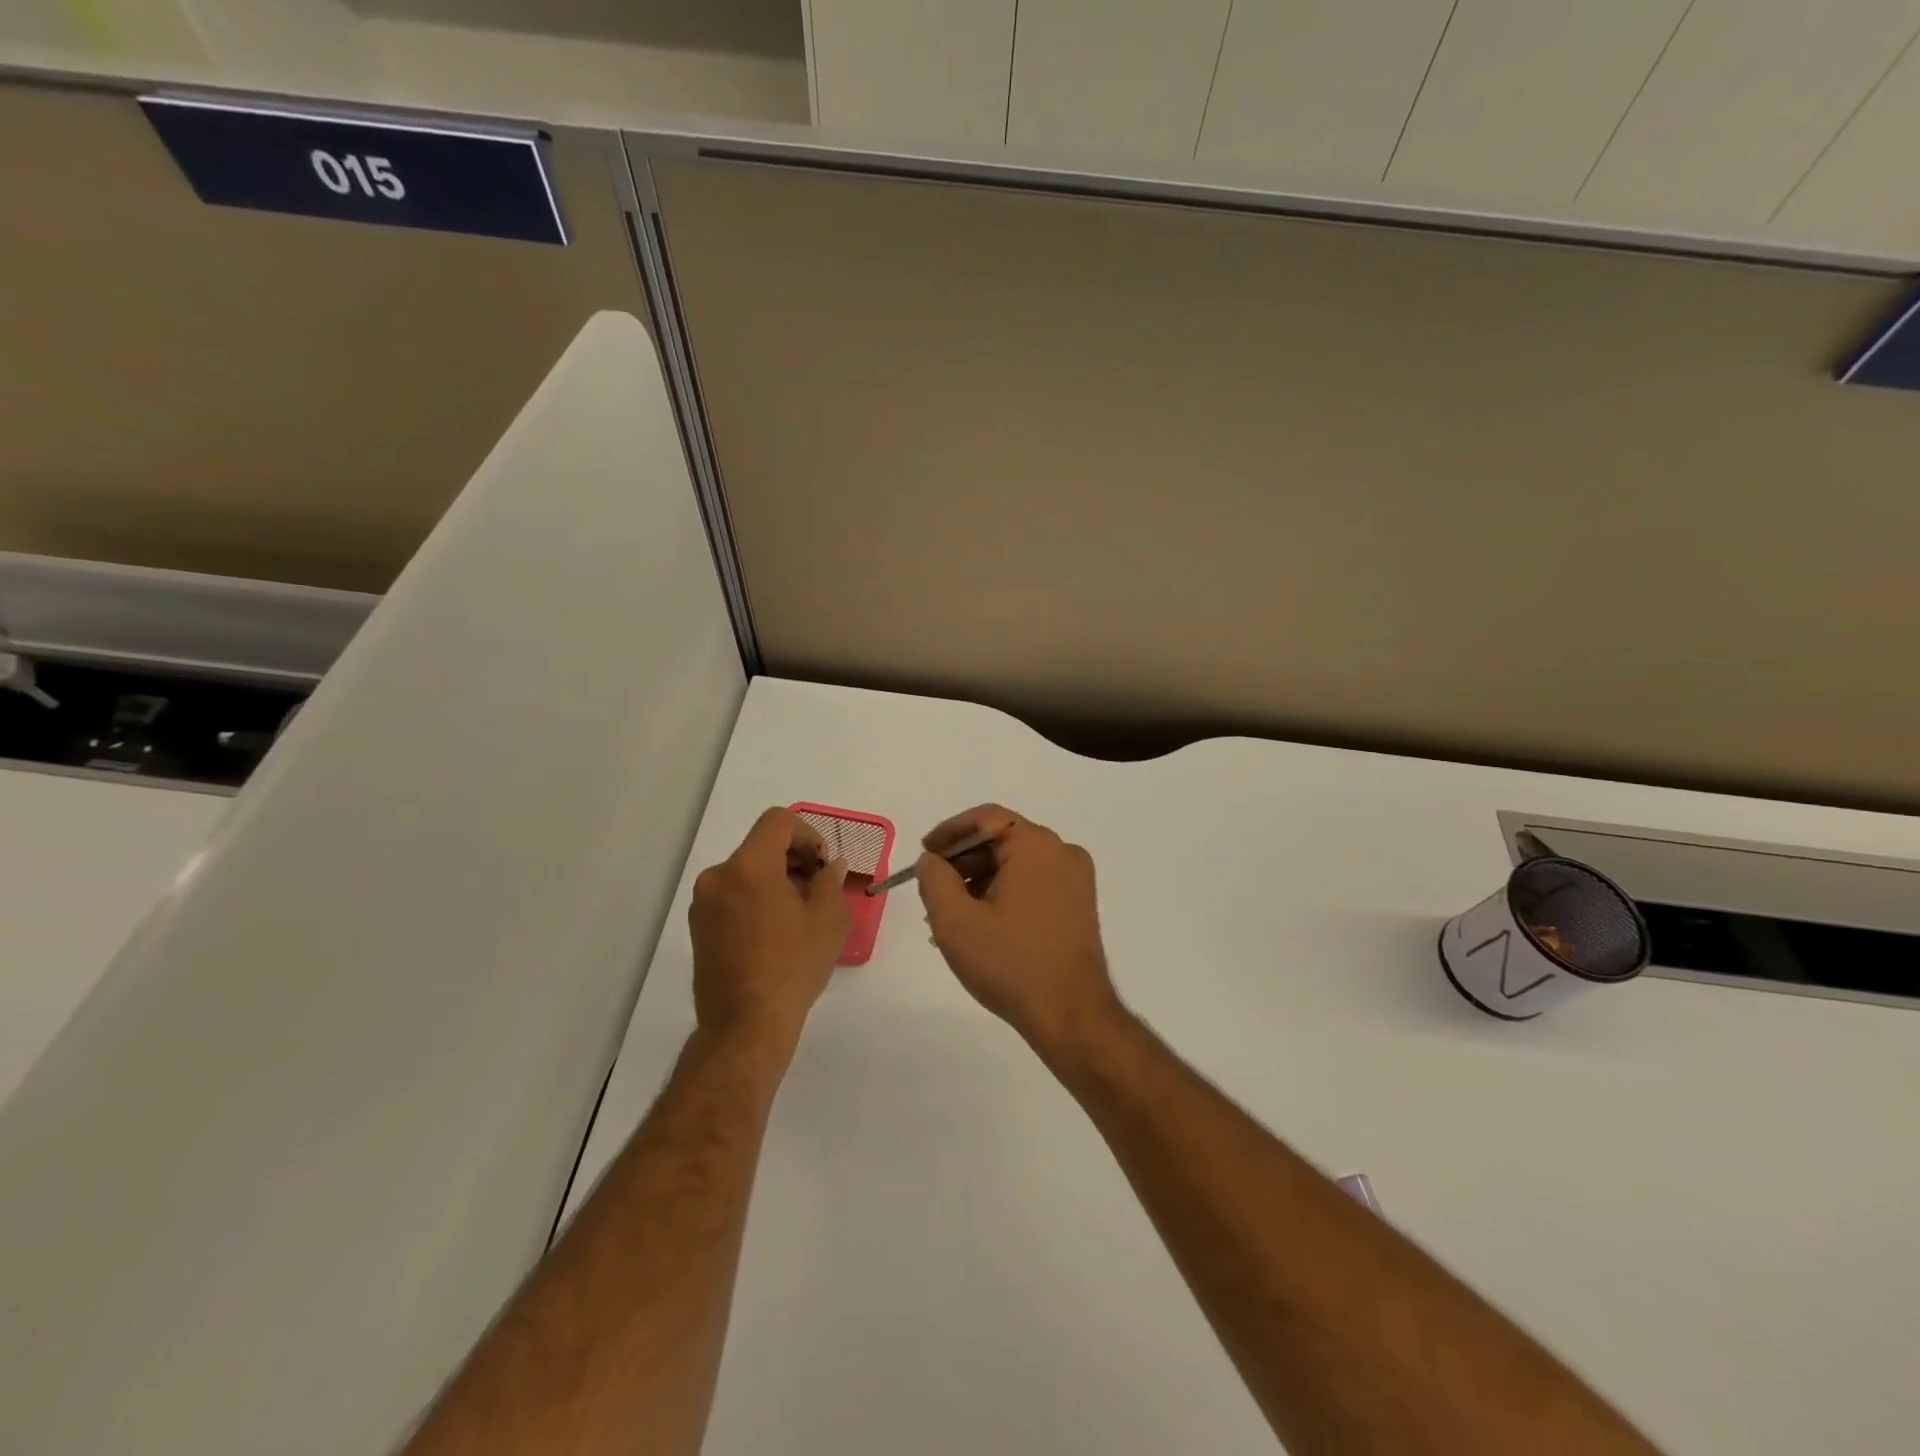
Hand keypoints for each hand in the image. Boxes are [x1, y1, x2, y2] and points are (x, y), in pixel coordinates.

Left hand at [690, 808, 849, 1056]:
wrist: (745, 1026)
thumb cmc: (792, 968)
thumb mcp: (828, 920)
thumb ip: (831, 881)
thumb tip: (830, 866)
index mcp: (749, 867)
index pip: (778, 821)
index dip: (808, 833)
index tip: (822, 864)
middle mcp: (719, 877)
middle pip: (761, 845)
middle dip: (794, 857)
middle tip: (819, 887)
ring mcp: (703, 903)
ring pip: (746, 870)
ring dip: (776, 878)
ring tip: (800, 912)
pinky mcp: (699, 927)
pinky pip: (733, 894)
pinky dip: (756, 898)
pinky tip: (776, 930)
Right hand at [916, 805, 1125, 1061]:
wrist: (1071, 1015)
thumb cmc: (1010, 964)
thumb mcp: (955, 920)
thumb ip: (934, 879)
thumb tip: (932, 860)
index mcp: (1036, 845)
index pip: (986, 818)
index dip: (949, 832)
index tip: (925, 854)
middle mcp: (1062, 852)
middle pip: (1002, 840)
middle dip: (963, 862)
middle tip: (933, 890)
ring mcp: (1076, 880)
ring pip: (1017, 864)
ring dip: (980, 881)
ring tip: (952, 916)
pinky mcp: (1079, 905)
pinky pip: (1034, 884)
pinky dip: (1004, 894)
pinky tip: (981, 925)